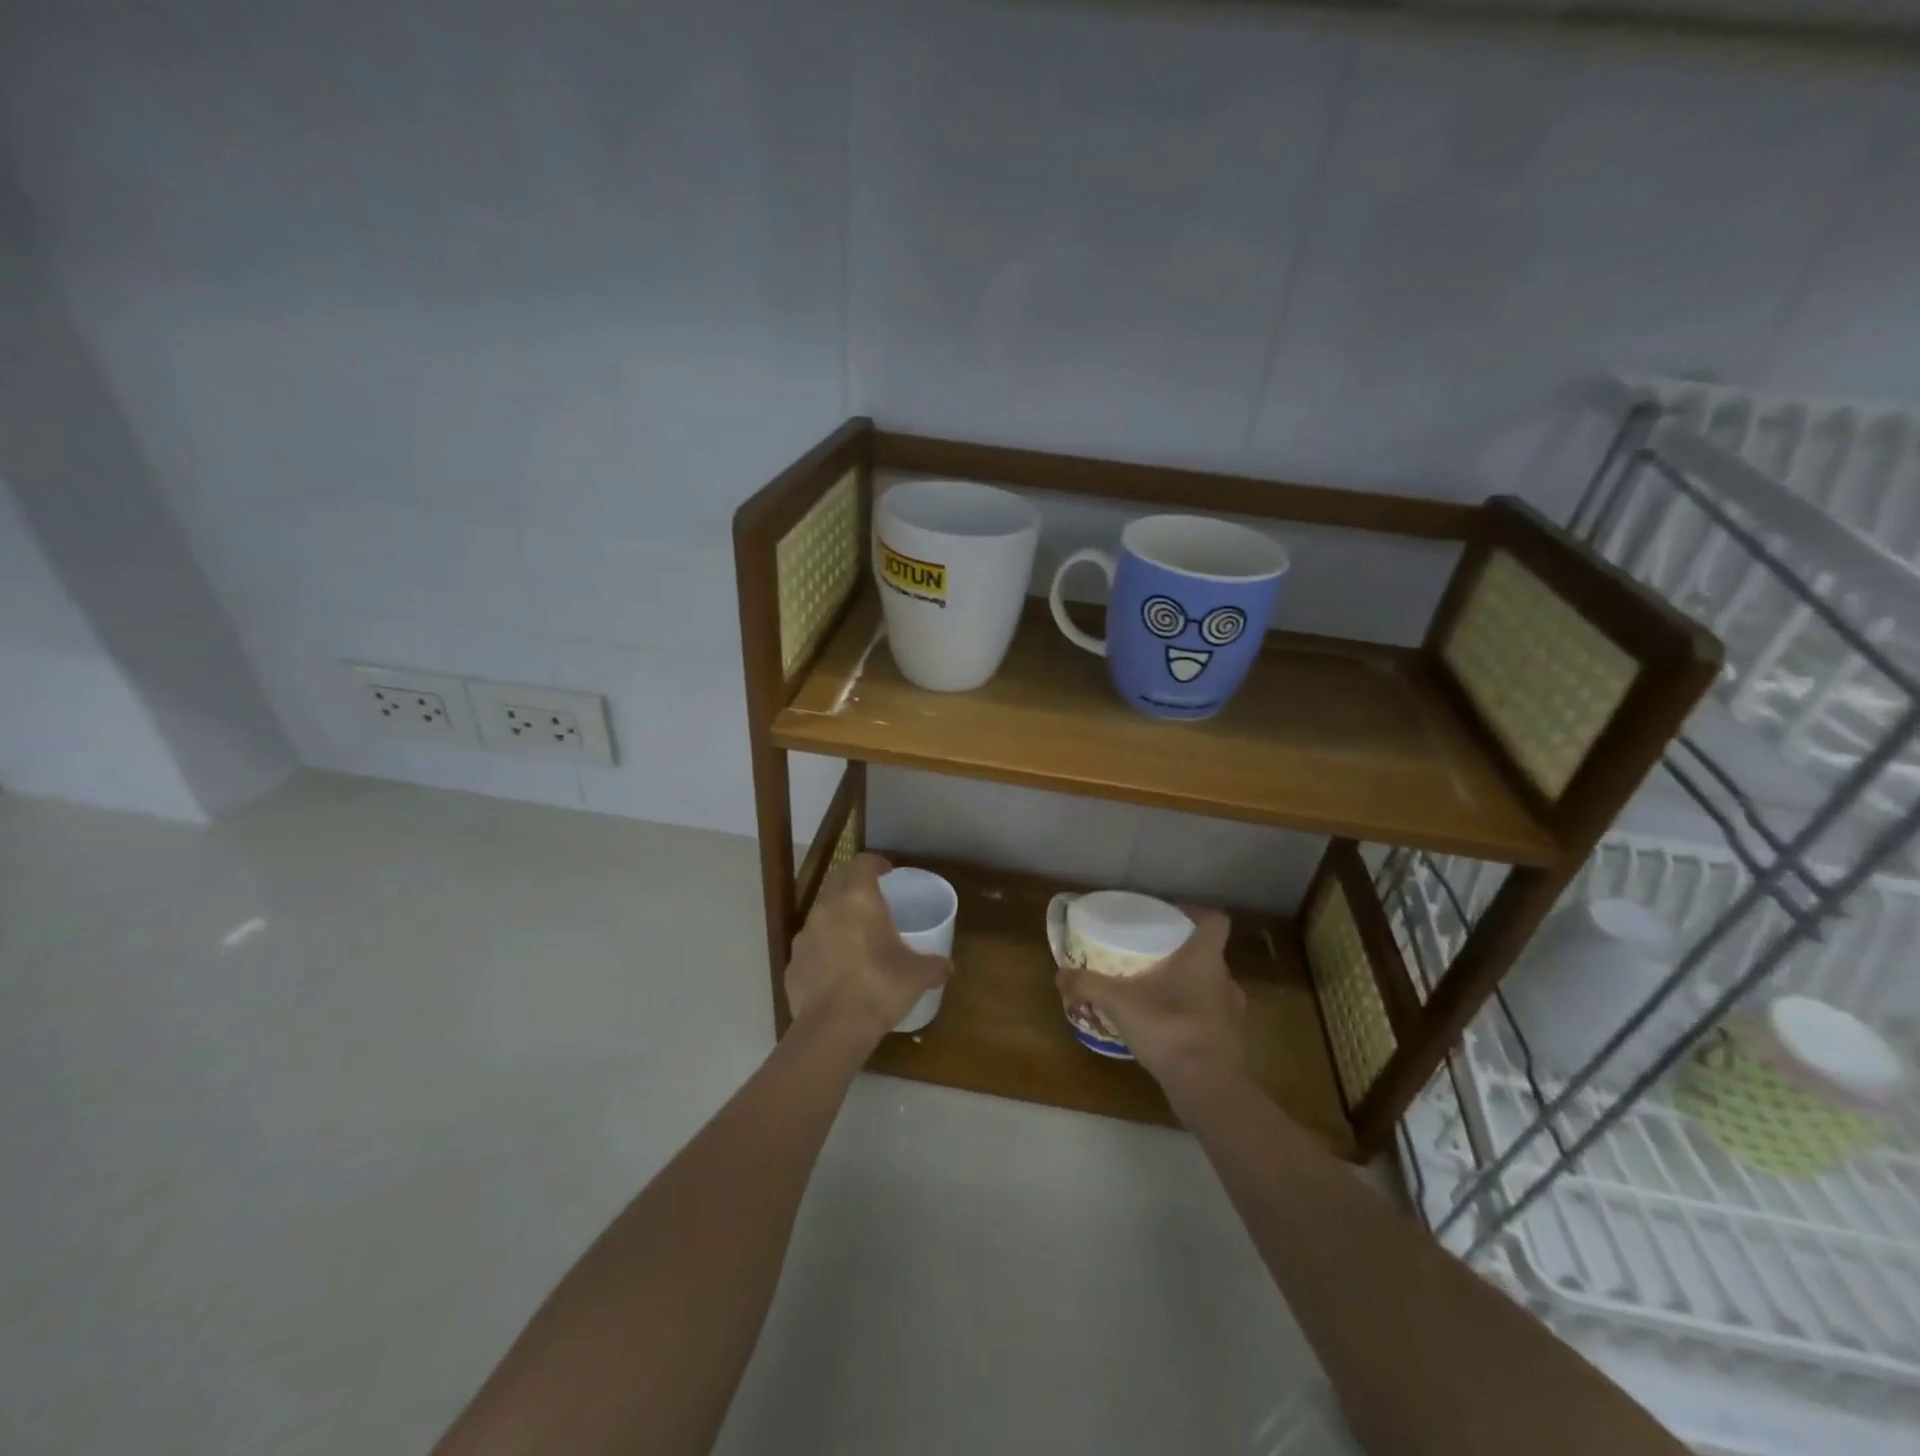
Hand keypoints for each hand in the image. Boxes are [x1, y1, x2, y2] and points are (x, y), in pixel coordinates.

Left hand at [786, 853, 952, 1049]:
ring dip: (838, 919)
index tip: (888, 872)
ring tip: (855, 939)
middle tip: (874, 902)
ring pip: (822, 914)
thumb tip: (946, 967)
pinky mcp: (792, 962)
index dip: (876, 864)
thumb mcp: (917, 976)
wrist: (832, 1029)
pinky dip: (823, 950)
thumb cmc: (880, 988)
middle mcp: (828, 908)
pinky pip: (811, 946)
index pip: (863, 863)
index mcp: (859, 899)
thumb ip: (934, 965)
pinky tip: (837, 971)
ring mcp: (805, 935)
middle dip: (855, 886)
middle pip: (839, 882)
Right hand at [1055, 908, 1245, 1090]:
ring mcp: (1232, 1014)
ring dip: (1186, 987)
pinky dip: (1190, 1018)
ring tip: (1154, 995)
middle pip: (1208, 954)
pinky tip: (1165, 1029)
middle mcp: (1225, 980)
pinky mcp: (1230, 1042)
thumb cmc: (1170, 1028)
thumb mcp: (1119, 1002)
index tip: (1172, 919)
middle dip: (1181, 954)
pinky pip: (1209, 1018)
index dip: (1197, 915)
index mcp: (1206, 958)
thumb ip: (1088, 984)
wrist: (1209, 1089)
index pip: (1216, 921)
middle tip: (1150, 958)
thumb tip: (1060, 974)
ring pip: (1209, 987)